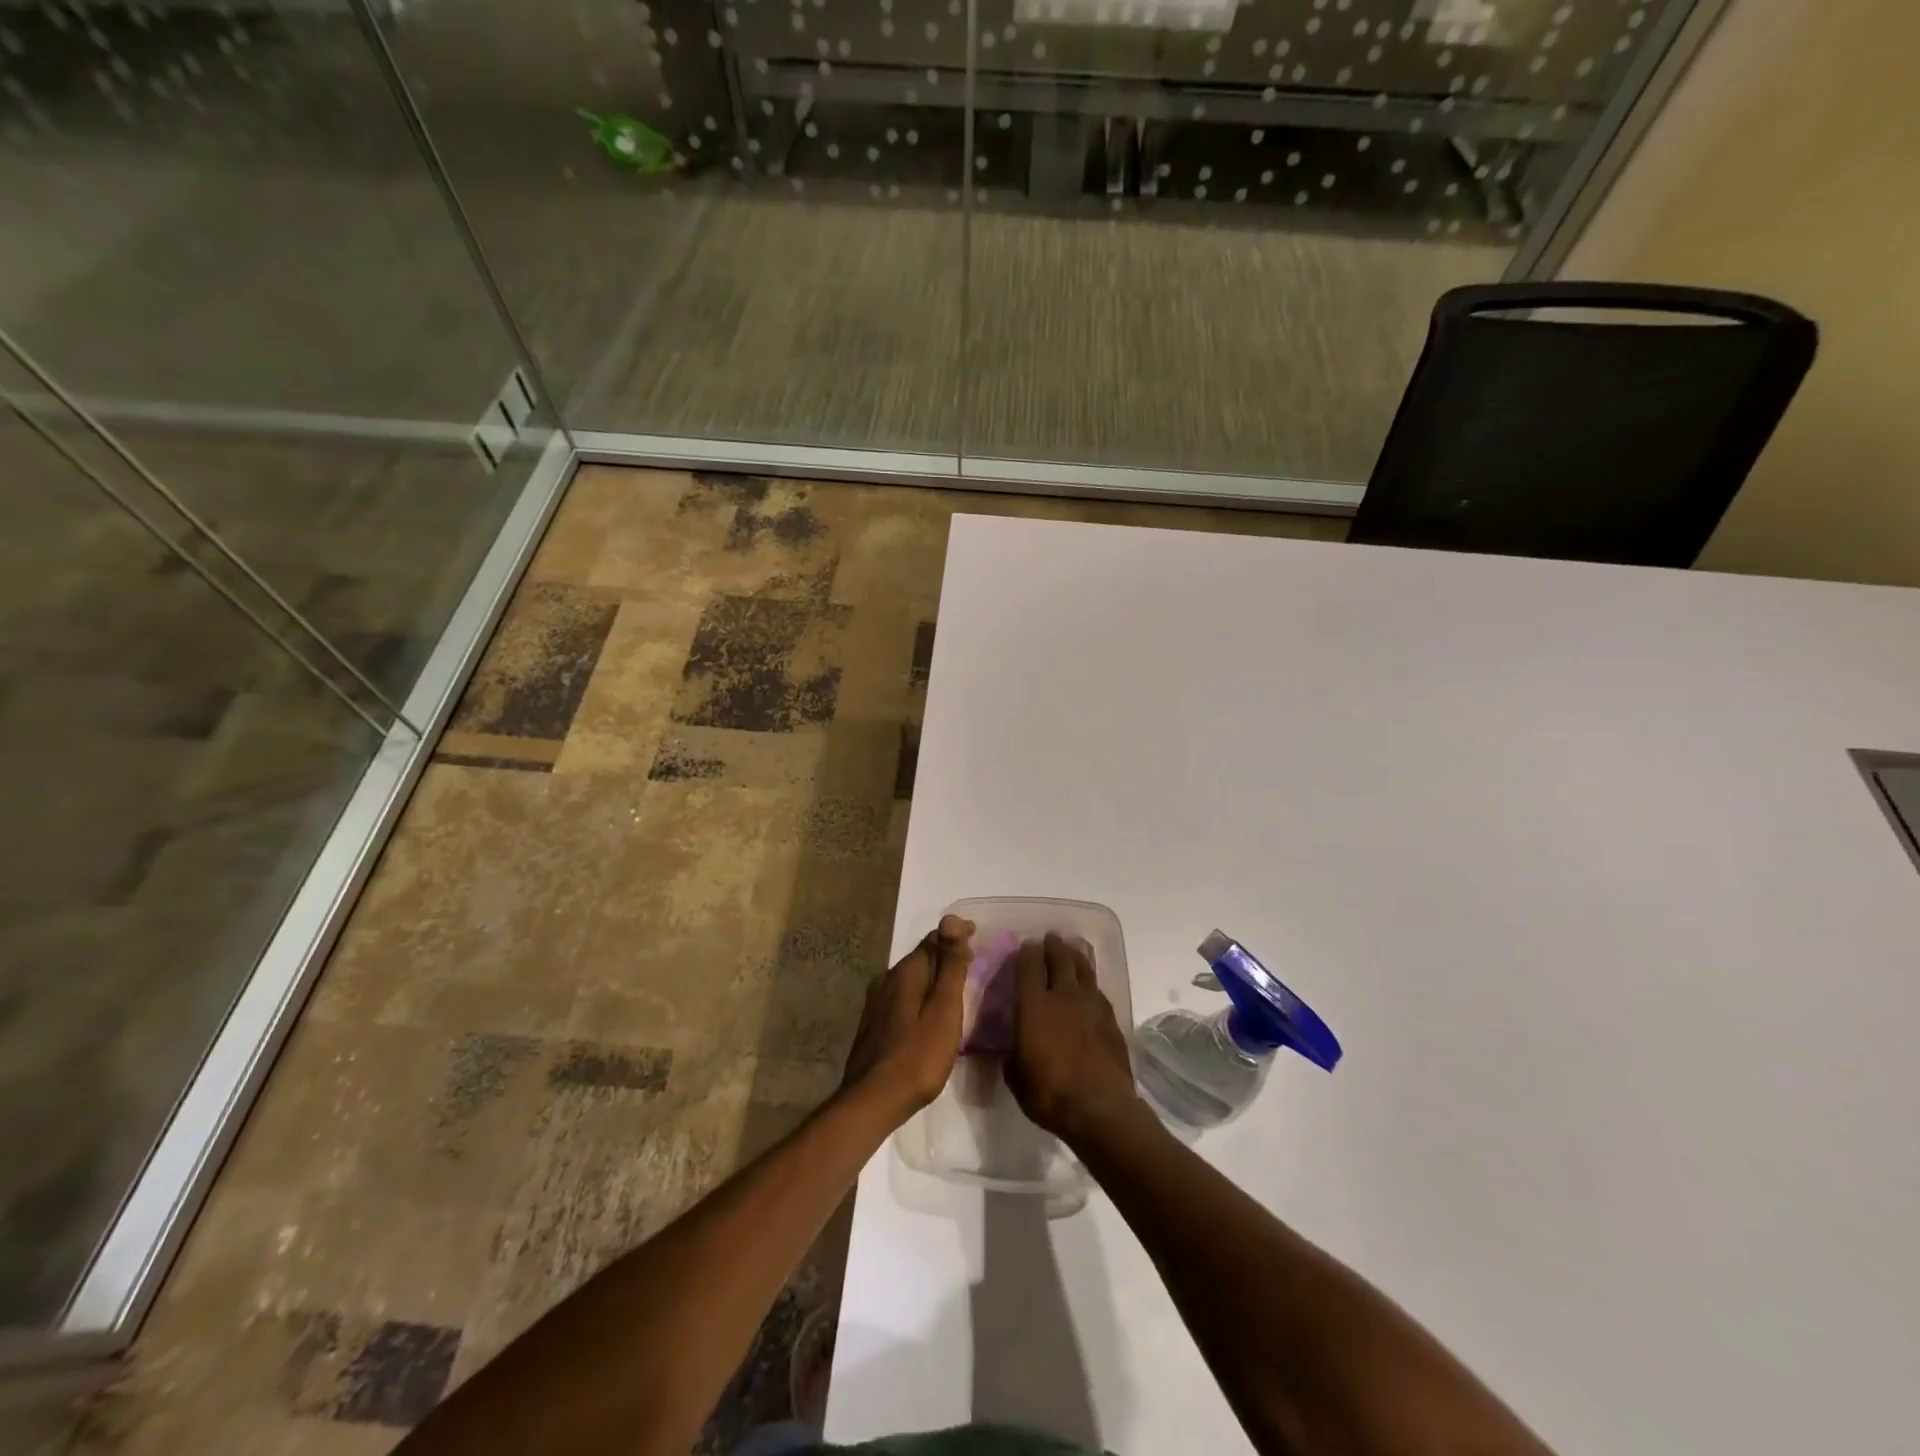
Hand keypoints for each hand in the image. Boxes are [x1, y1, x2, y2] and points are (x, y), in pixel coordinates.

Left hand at [840, 915, 974, 1123]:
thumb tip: (951, 918)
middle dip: (945, 955)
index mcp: (907, 972)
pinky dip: (921, 996)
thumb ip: (949, 966)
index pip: (934, 939)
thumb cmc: (918, 1056)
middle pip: (921, 958)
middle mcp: (888, 979)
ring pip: (911, 978)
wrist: (872, 1100)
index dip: (956, 935)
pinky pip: (903, 997)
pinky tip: (929, 1013)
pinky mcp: (873, 1023)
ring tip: (955, 988)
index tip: (978, 937)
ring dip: (932, 977)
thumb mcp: (944, 1009)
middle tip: (972, 963)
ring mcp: (877, 1002)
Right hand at [1004, 933, 1141, 1143]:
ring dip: (1075, 957)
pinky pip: (1098, 990)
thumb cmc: (1049, 1094)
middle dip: (1053, 946)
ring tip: (1071, 950)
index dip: (1026, 952)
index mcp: (1034, 1005)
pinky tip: (1089, 987)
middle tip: (1050, 939)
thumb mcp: (1015, 1076)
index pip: (1028, 965)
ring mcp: (1091, 1004)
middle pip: (1059, 958)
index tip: (1026, 946)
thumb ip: (1012, 1053)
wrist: (1100, 1109)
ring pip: (1083, 968)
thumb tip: (1014, 1046)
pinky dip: (1090, 983)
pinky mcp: (1111, 1018)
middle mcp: (1063, 996)